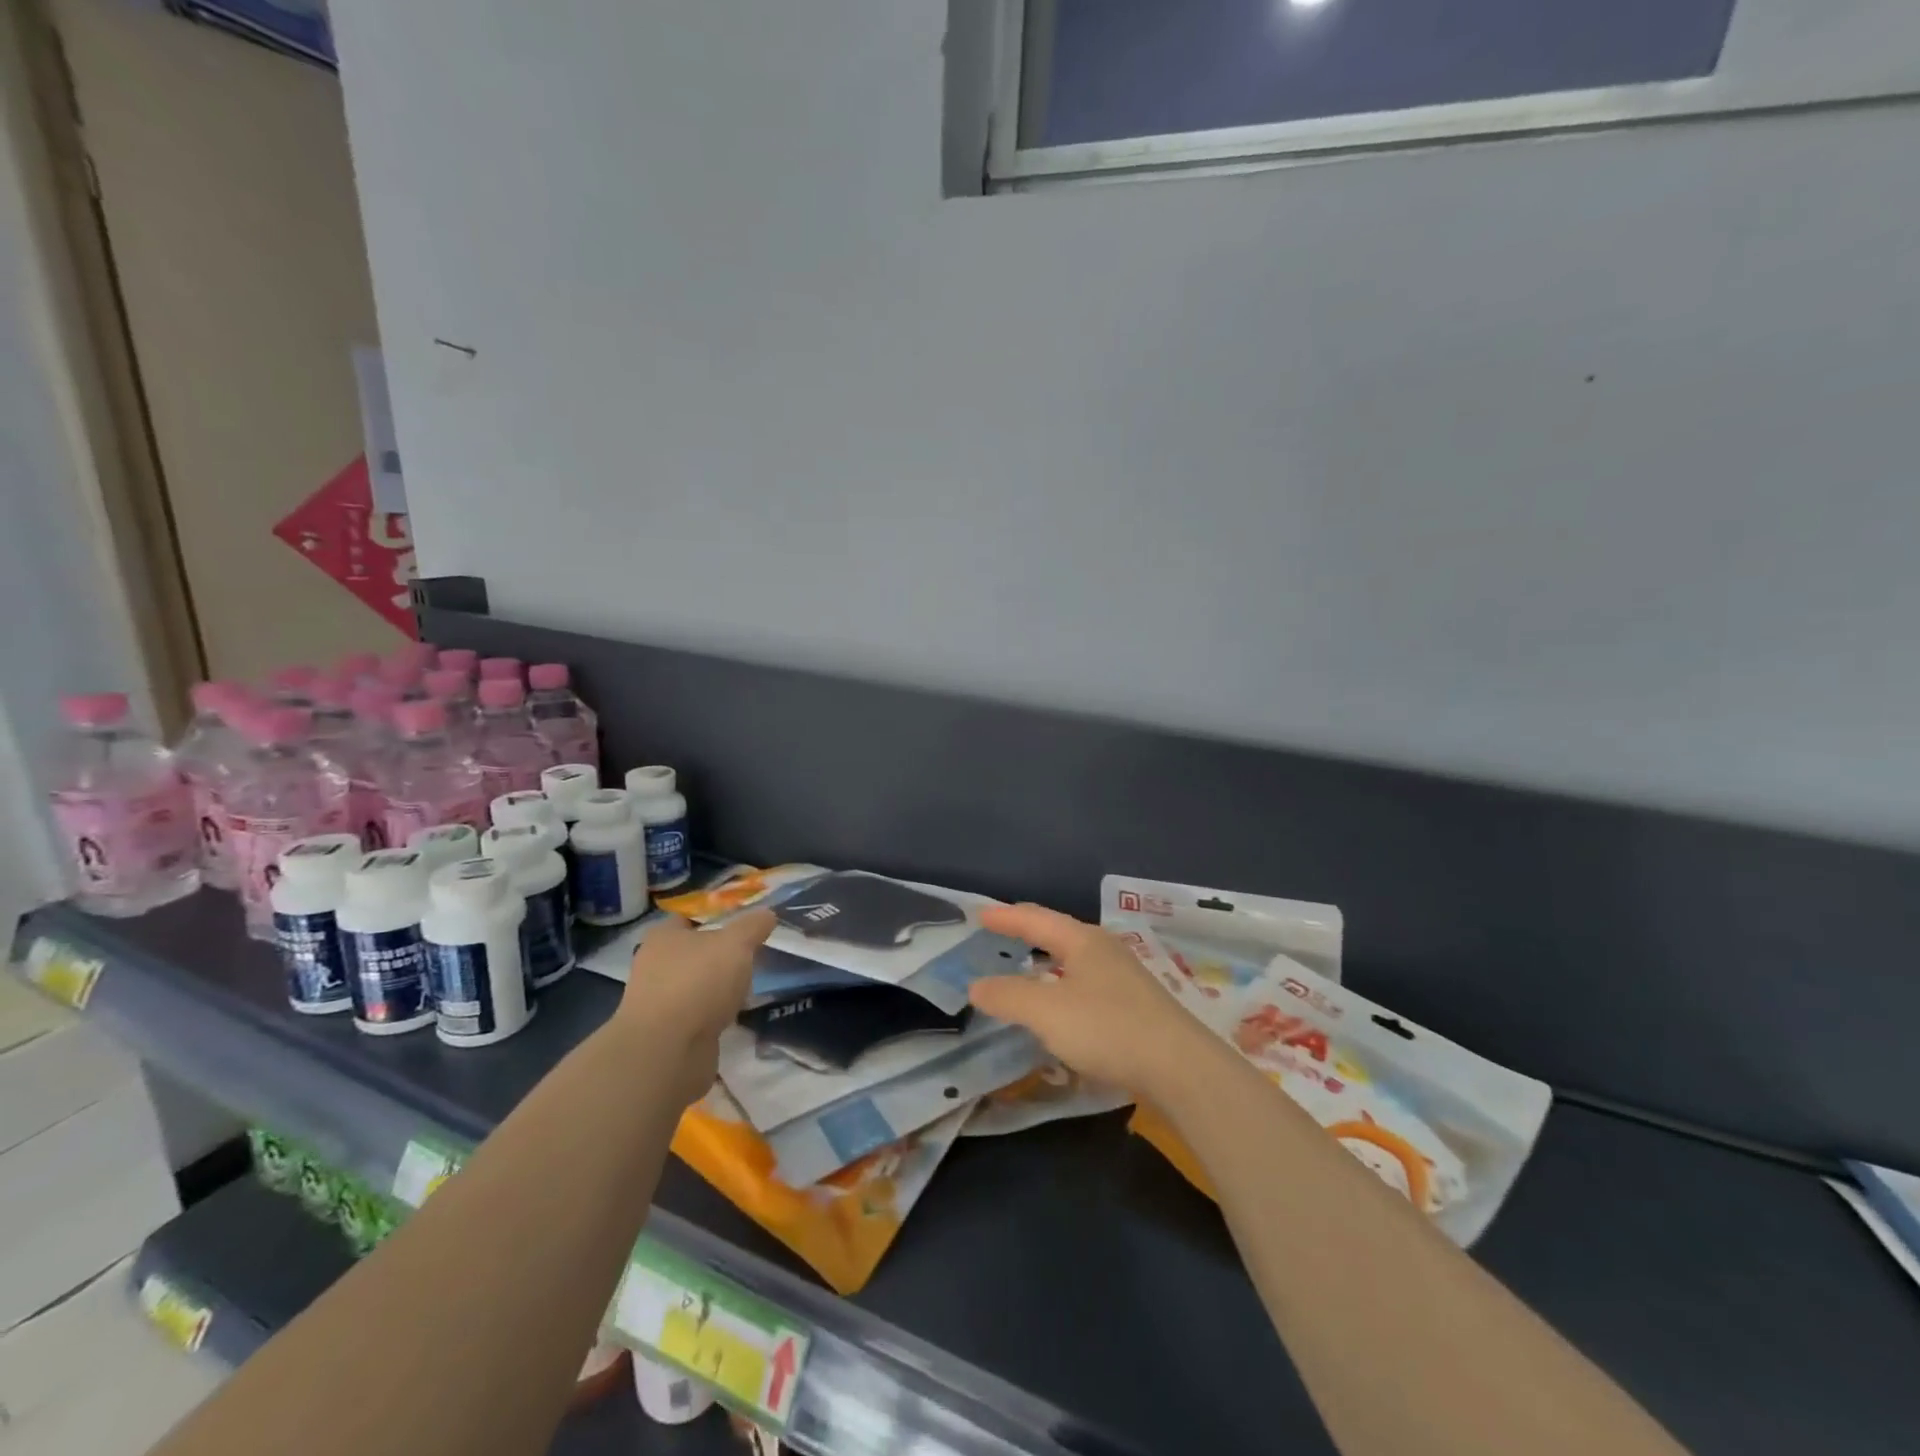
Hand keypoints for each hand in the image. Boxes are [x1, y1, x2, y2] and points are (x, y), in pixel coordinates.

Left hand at [617, 909, 774, 1104]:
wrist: (668, 1052)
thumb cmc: (698, 982)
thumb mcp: (736, 943)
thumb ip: (753, 925)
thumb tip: (767, 913)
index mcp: (663, 937)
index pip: (691, 917)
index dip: (718, 916)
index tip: (746, 921)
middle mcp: (655, 965)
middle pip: (695, 952)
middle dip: (722, 954)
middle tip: (754, 952)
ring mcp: (659, 1002)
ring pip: (698, 984)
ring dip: (719, 987)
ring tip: (751, 985)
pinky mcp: (668, 1033)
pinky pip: (698, 1015)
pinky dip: (715, 1014)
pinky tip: (736, 1015)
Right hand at [970, 903, 1219, 1101]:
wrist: (1181, 1067)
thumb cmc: (1108, 1028)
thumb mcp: (1047, 1012)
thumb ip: (1009, 996)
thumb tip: (977, 985)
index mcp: (1082, 941)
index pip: (1036, 919)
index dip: (1006, 917)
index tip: (980, 914)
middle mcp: (1105, 950)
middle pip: (1059, 933)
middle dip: (1029, 932)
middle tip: (1002, 931)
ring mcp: (1125, 978)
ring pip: (1076, 960)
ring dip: (1048, 961)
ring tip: (1028, 966)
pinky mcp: (1136, 1006)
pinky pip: (1088, 984)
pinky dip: (1064, 986)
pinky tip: (1063, 1006)